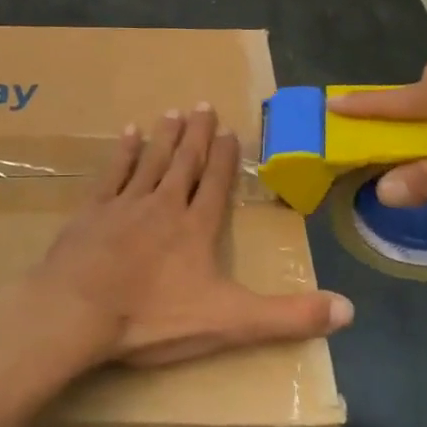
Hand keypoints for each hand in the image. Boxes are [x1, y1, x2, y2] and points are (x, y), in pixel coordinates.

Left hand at [27, 104, 354, 367]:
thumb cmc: (153, 318)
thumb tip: (349, 309)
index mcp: (196, 228)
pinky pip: (112, 173)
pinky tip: (128, 133)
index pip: (216, 184)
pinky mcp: (91, 211)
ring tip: (172, 111)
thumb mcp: (229, 322)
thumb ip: (287, 316)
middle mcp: (163, 205)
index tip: (229, 130)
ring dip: (164, 136)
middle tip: (203, 105)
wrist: (77, 313)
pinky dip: (123, 152)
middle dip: (196, 134)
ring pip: (151, 161)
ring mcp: (125, 204)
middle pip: (184, 162)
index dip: (224, 157)